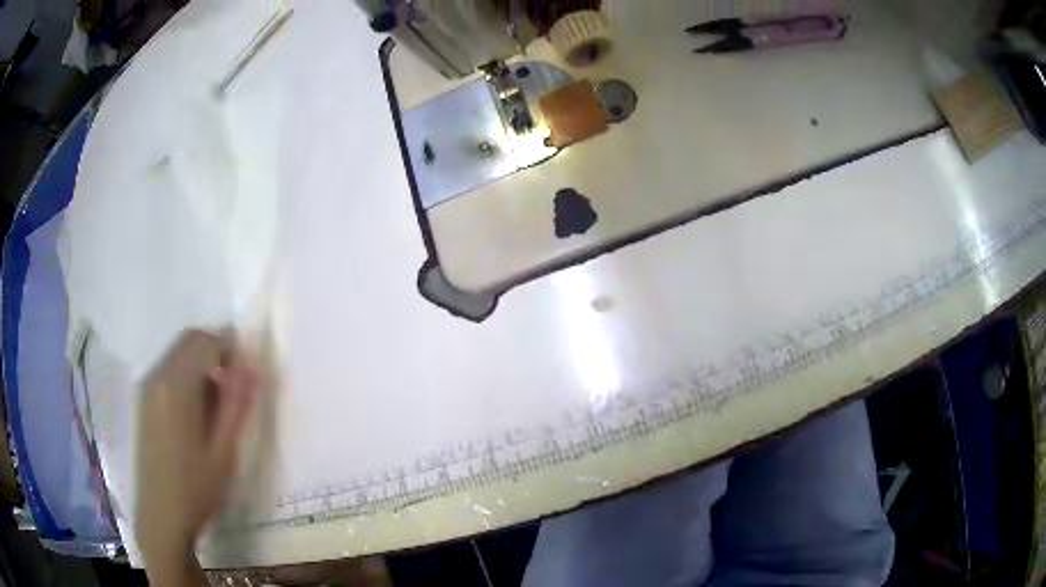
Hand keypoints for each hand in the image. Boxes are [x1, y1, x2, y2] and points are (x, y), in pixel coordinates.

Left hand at [135, 330, 257, 585]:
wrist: (161, 516)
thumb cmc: (196, 488)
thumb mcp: (223, 451)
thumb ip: (236, 404)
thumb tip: (251, 367)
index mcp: (176, 386)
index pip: (205, 341)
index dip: (231, 348)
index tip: (249, 376)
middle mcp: (157, 376)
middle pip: (189, 340)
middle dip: (217, 352)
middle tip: (238, 387)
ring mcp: (147, 388)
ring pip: (179, 354)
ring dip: (203, 365)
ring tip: (221, 405)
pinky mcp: (145, 401)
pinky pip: (169, 371)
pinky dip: (189, 377)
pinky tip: (200, 413)